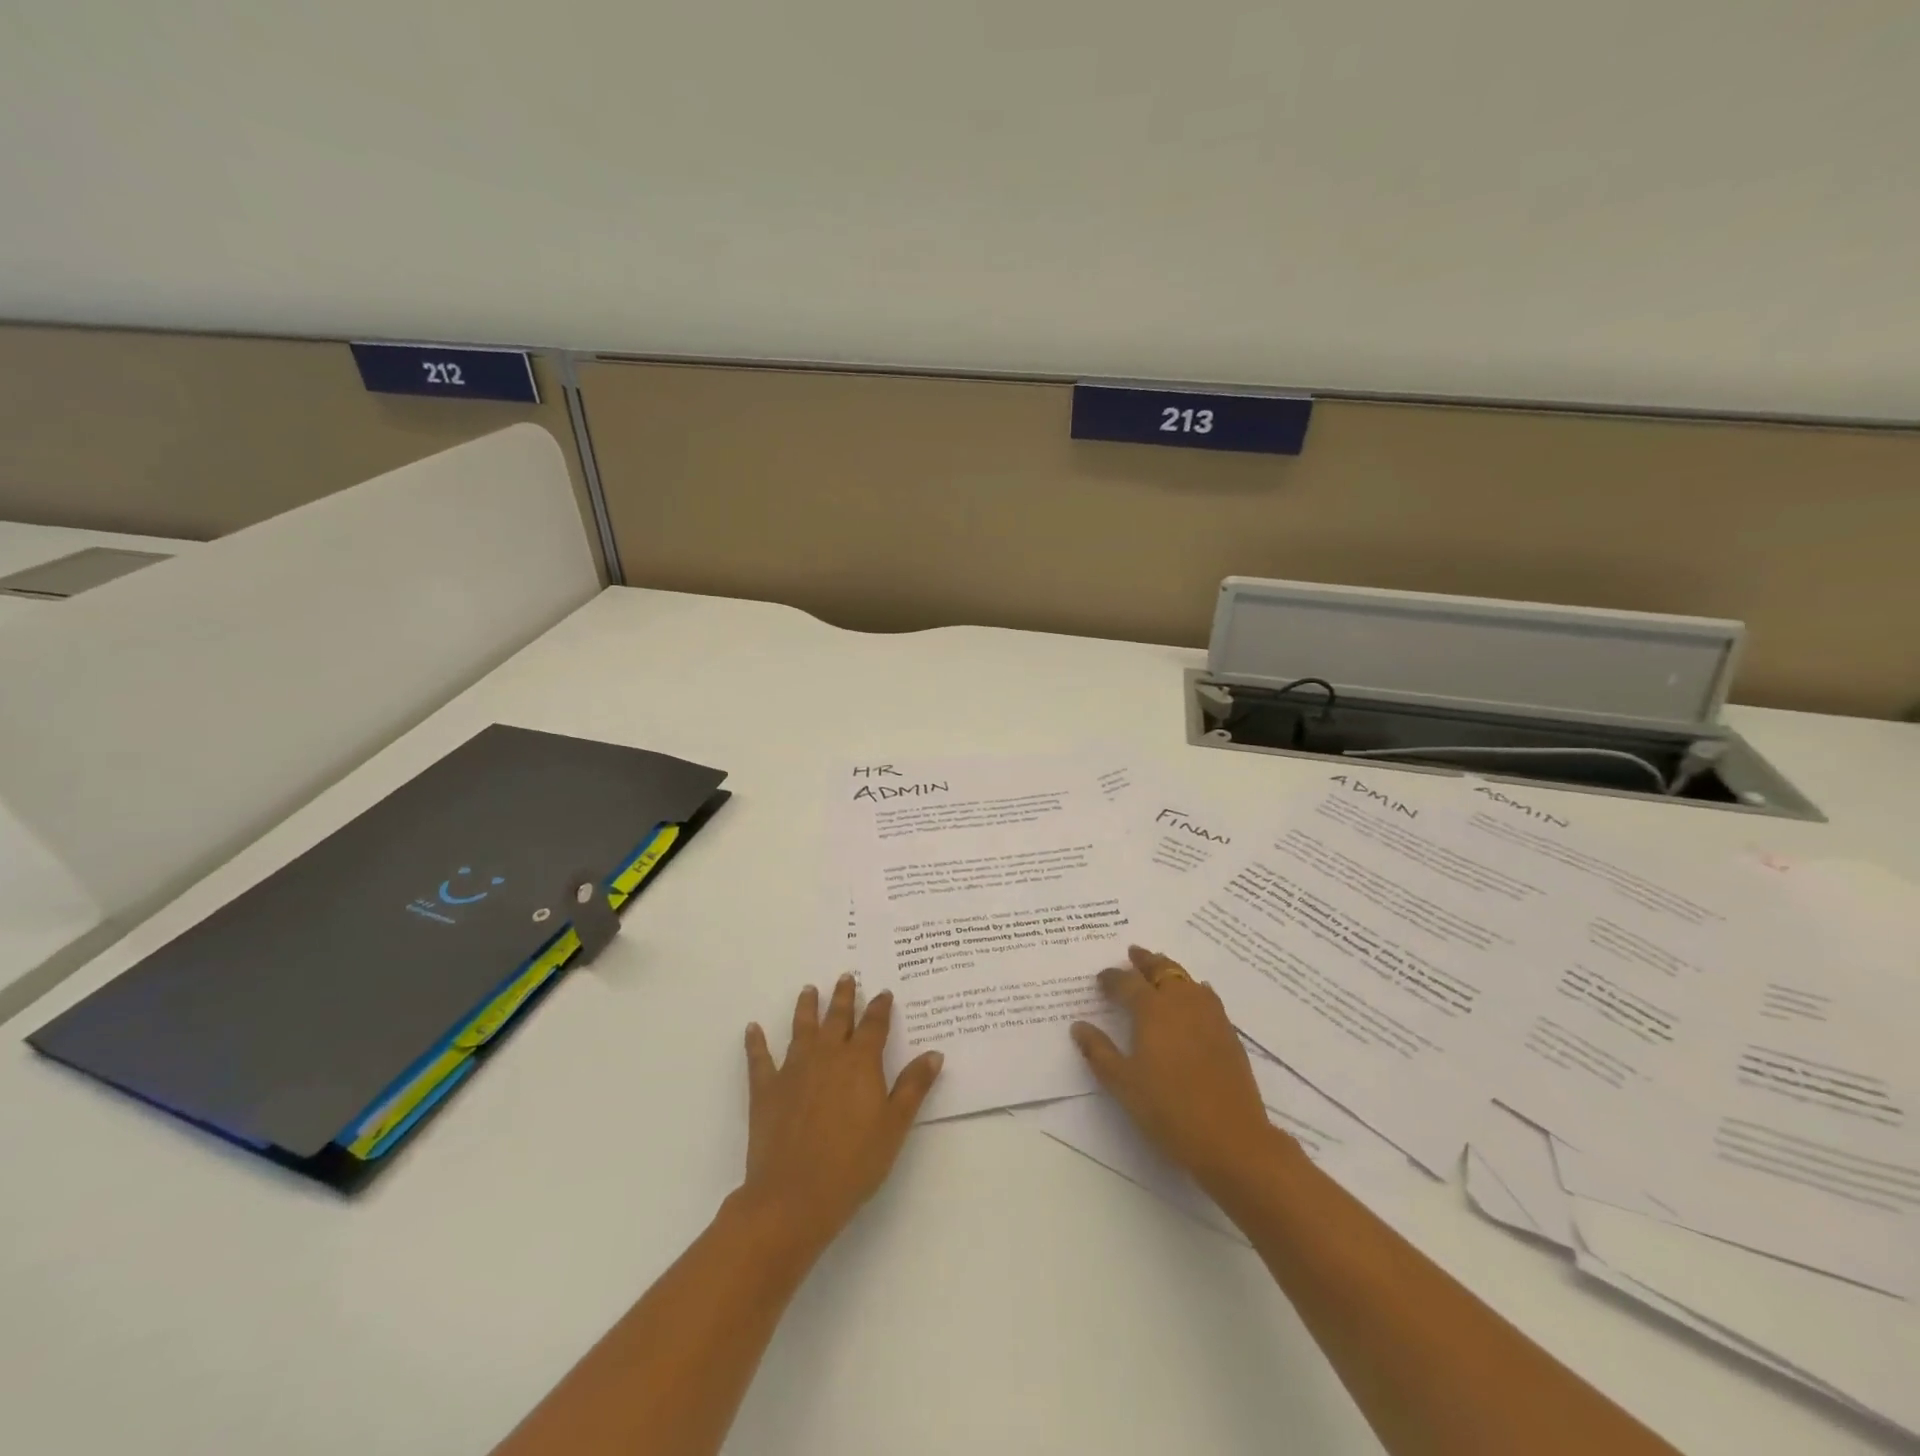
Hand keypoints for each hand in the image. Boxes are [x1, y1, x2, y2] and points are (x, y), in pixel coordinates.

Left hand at [738, 976, 943, 1257]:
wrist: (794, 1196)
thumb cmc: (853, 1163)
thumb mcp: (894, 1126)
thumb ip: (913, 1087)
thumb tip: (934, 1054)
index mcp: (860, 1062)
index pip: (874, 1025)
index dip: (880, 1008)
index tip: (883, 993)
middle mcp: (827, 1055)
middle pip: (838, 1018)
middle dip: (844, 996)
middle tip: (845, 976)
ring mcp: (794, 1070)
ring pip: (802, 1029)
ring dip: (806, 1007)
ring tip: (808, 990)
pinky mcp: (766, 1089)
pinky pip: (760, 1059)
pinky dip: (755, 1042)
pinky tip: (752, 1028)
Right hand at [1070, 946, 1279, 1192]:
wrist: (1230, 1137)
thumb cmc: (1168, 1108)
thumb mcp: (1123, 1083)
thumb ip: (1099, 1051)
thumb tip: (1079, 1027)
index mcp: (1152, 1009)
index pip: (1127, 983)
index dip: (1112, 978)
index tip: (1101, 978)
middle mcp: (1181, 1002)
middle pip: (1162, 969)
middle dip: (1146, 960)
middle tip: (1134, 952)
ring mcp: (1210, 1015)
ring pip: (1187, 979)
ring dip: (1171, 970)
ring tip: (1161, 968)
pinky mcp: (1229, 1033)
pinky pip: (1208, 998)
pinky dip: (1195, 989)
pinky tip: (1196, 997)